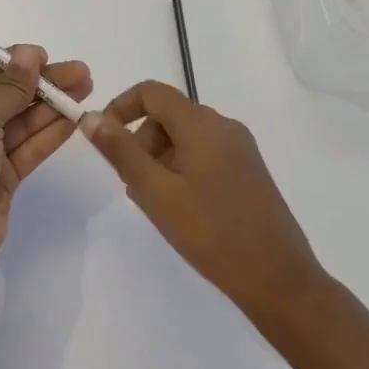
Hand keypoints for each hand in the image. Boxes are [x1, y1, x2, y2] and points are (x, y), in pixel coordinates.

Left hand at [0, 46, 92, 287]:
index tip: (49, 57)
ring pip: (25, 121)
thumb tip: (29, 52)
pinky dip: (52, 132)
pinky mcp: (5, 176)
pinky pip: (31, 146)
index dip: (19, 63)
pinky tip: (76, 118)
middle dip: (45, 84)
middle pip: (11, 95)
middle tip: (83, 73)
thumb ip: (10, 87)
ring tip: (88, 89)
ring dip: (54, 105)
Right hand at [81, 82, 322, 316]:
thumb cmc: (210, 232)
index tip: (104, 139)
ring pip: (185, 137)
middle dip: (140, 141)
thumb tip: (91, 117)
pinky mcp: (249, 170)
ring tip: (155, 203)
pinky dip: (182, 168)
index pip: (152, 92)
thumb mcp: (155, 191)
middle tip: (131, 184)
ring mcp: (240, 148)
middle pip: (168, 115)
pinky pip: (205, 153)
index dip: (121, 106)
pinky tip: (181, 208)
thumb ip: (121, 151)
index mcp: (201, 124)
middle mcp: (223, 126)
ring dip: (160, 158)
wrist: (278, 277)